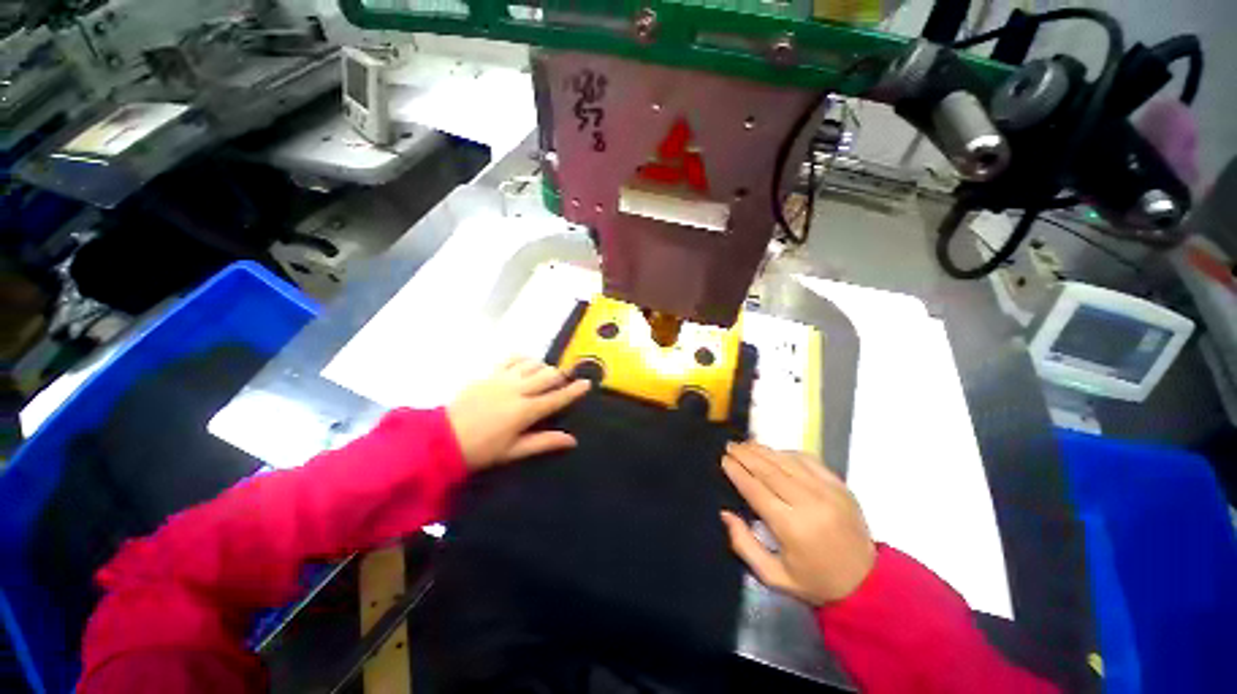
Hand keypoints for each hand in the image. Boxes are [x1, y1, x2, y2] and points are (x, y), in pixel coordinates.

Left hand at [447, 357, 590, 469]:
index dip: (574, 390)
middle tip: (566, 379)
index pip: (557, 397)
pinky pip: (512, 358)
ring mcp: (502, 379)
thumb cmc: (480, 450)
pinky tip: (526, 364)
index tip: (587, 383)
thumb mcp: (513, 451)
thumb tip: (572, 439)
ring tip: (545, 375)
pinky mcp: (489, 374)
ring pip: (533, 363)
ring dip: (544, 367)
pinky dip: (524, 359)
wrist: (441, 439)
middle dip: (562, 375)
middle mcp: (517, 390)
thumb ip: (544, 442)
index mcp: (525, 411)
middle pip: (548, 375)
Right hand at [720, 442, 875, 606]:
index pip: (756, 490)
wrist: (867, 583)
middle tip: (730, 445)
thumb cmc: (815, 581)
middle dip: (746, 455)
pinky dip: (787, 453)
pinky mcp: (840, 486)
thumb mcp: (774, 576)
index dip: (737, 472)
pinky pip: (808, 460)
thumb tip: (725, 513)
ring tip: (746, 443)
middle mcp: (808, 503)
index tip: (724, 460)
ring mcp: (827, 491)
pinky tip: (775, 452)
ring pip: (787, 461)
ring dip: (763, 450)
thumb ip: (744, 545)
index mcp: (791, 527)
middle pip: (769, 470)